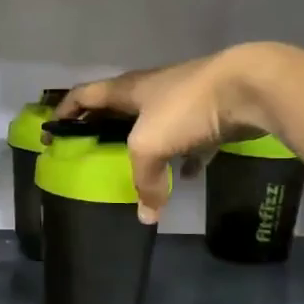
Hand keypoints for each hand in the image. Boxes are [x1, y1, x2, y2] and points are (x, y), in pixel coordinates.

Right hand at [60, 43, 295, 222]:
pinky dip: (185, 156)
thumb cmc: (186, 108)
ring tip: (138, 167)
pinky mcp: (212, 113)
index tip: (53, 132)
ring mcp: (184, 100)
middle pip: (119, 109)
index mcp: (128, 90)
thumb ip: (144, 181)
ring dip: (146, 143)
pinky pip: (191, 138)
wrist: (250, 87)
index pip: (85, 95)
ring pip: (156, 123)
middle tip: (93, 150)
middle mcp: (153, 91)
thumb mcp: (151, 146)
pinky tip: (187, 175)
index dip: (65, 111)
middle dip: (104, 127)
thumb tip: (147, 216)